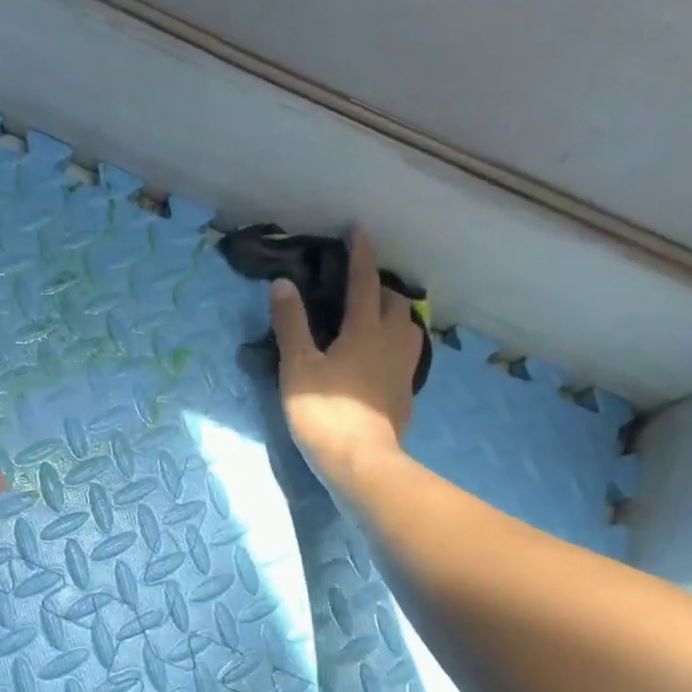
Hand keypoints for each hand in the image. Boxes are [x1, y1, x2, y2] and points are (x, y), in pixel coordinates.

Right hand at [271, 229, 422, 487]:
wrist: (360, 460)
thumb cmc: (325, 410)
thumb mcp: (298, 366)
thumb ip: (291, 324)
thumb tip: (283, 284)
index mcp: (365, 331)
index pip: (364, 283)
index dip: (360, 256)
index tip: (359, 231)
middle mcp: (391, 343)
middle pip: (395, 304)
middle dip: (380, 288)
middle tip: (361, 287)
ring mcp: (403, 370)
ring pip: (407, 329)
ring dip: (393, 316)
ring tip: (374, 319)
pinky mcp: (404, 394)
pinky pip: (405, 356)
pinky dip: (394, 345)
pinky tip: (380, 358)